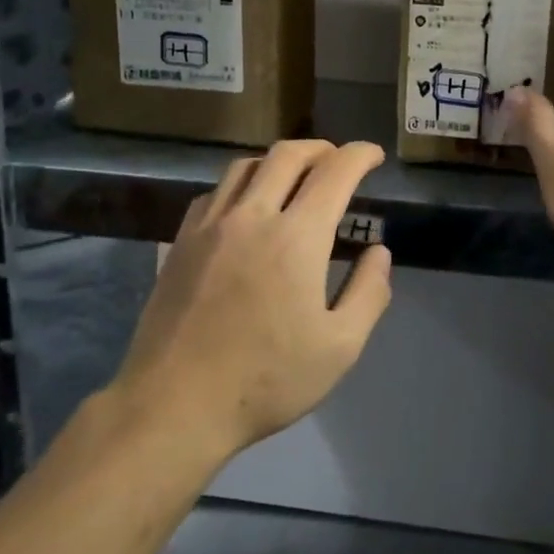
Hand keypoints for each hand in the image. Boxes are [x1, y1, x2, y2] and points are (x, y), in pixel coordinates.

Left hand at [112, 140, 393, 463]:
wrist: (174, 405)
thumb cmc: (266, 380)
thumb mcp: (340, 348)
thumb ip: (369, 293)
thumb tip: (378, 252)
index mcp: (297, 237)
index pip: (335, 172)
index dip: (360, 155)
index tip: (373, 156)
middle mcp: (253, 216)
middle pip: (288, 154)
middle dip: (322, 148)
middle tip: (338, 162)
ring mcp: (211, 225)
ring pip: (246, 166)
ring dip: (279, 161)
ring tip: (295, 177)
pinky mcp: (181, 241)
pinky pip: (215, 192)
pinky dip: (241, 185)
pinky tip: (247, 208)